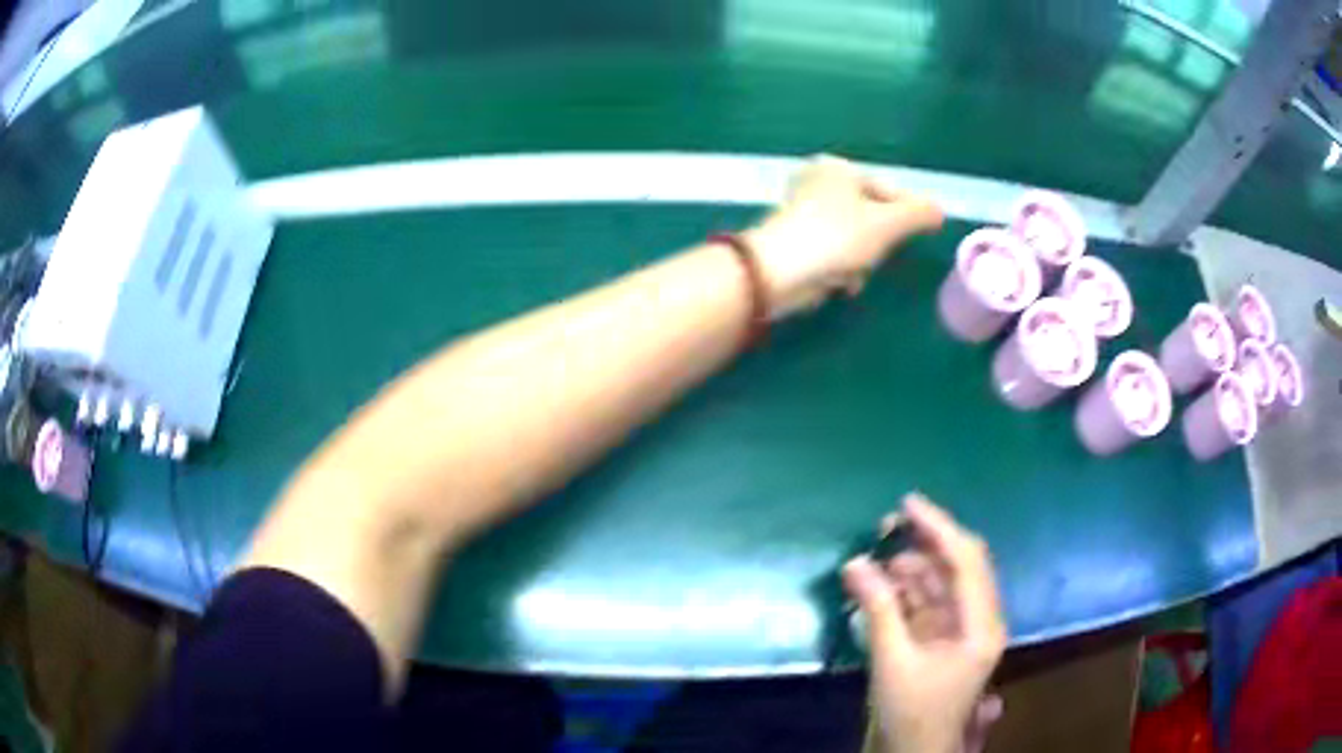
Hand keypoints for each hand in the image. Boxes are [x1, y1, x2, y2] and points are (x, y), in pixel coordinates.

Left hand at [745, 156, 943, 317]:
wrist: (779, 272)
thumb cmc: (837, 238)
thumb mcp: (887, 224)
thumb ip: (918, 215)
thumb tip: (940, 211)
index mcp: (838, 168)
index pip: (889, 190)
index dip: (905, 216)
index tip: (908, 240)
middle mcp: (817, 182)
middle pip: (871, 216)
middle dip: (876, 243)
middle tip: (871, 257)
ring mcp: (803, 211)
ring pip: (854, 237)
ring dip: (859, 260)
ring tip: (850, 272)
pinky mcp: (794, 240)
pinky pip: (833, 252)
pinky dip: (839, 268)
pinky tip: (837, 282)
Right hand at [843, 494, 1007, 752]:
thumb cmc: (911, 713)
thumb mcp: (892, 661)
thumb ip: (878, 609)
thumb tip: (855, 563)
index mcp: (981, 625)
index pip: (967, 561)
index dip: (939, 528)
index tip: (907, 503)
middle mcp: (979, 620)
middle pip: (958, 566)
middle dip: (925, 543)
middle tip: (887, 525)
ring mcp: (961, 630)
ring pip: (941, 583)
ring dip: (911, 568)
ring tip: (874, 558)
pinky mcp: (943, 640)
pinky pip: (927, 603)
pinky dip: (904, 591)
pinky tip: (879, 584)